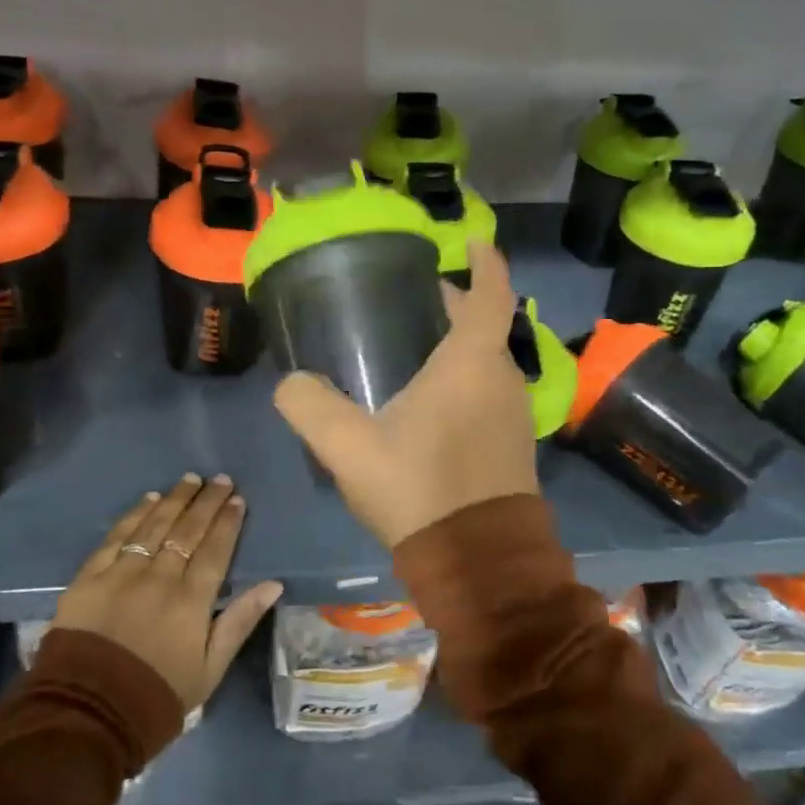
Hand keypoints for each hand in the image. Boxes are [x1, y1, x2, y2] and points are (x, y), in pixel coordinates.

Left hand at [54, 475, 282, 712]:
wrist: (85, 717)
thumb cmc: (157, 696)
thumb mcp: (210, 670)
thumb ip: (239, 622)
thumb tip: (272, 584)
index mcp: (192, 601)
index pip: (215, 549)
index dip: (228, 522)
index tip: (237, 500)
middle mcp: (159, 578)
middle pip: (187, 530)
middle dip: (206, 502)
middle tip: (220, 480)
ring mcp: (121, 574)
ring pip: (153, 526)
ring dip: (174, 500)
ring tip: (190, 480)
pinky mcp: (89, 578)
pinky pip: (116, 537)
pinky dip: (134, 515)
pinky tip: (148, 500)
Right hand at [273, 242, 537, 549]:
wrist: (480, 562)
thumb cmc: (420, 488)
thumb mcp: (349, 448)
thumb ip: (310, 407)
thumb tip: (291, 383)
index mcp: (472, 363)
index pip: (489, 293)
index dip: (483, 261)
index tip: (468, 241)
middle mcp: (502, 378)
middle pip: (486, 325)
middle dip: (458, 303)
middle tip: (418, 297)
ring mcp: (513, 413)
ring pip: (488, 360)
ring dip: (462, 343)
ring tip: (418, 344)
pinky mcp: (513, 444)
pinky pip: (490, 390)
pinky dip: (467, 376)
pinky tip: (432, 399)